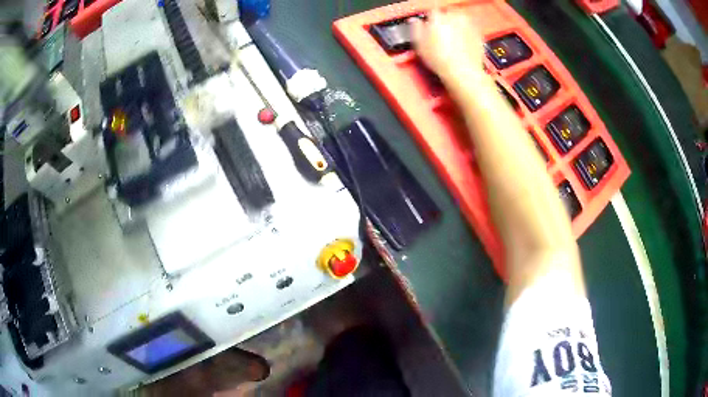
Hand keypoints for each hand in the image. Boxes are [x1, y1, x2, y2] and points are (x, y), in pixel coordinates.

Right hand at [411, 10, 484, 82]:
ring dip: (456, 24)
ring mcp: (468, 25)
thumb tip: (414, 22)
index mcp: (438, 17)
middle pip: (447, 13)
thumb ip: (416, 29)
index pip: (431, 10)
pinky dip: (466, 33)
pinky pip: (471, 29)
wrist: (463, 72)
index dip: (429, 17)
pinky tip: (462, 43)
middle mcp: (454, 17)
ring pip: (460, 19)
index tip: (428, 23)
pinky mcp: (478, 35)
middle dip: (444, 20)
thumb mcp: (419, 45)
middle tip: (440, 32)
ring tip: (451, 37)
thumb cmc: (443, 60)